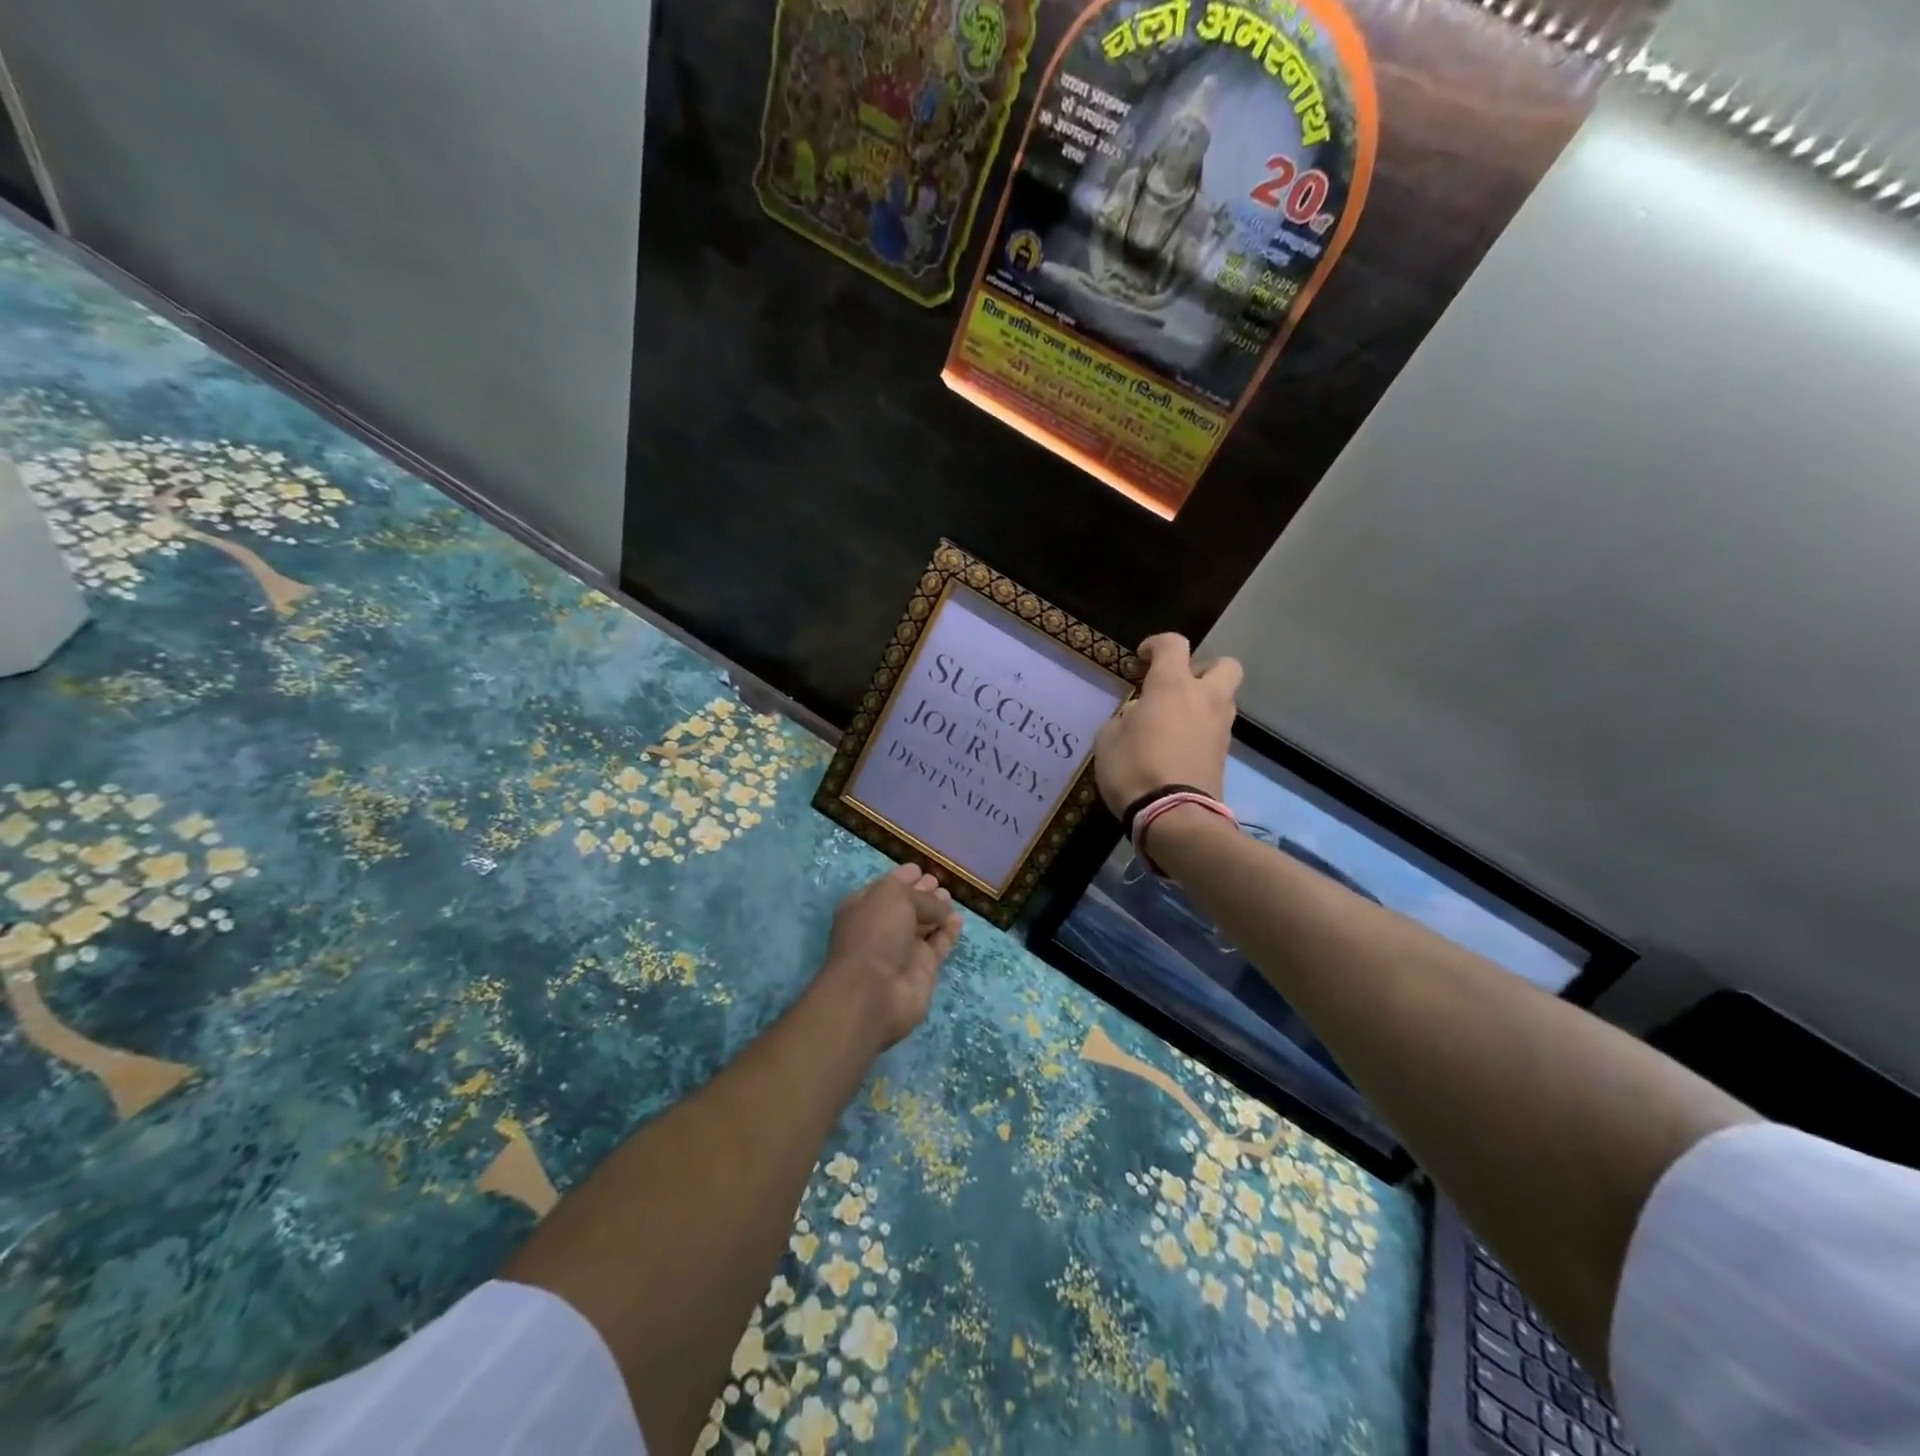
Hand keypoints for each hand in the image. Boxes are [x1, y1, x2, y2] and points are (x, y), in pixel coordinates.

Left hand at [819, 863, 962, 1050]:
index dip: (903, 877)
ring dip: (937, 911)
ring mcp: (902, 950)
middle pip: (907, 905)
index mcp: (865, 906)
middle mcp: (882, 926)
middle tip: (939, 883)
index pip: (887, 887)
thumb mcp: (894, 897)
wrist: (873, 993)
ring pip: (924, 925)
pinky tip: (957, 919)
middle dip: (922, 893)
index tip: (920, 869)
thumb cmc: (875, 933)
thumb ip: (921, 896)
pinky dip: (948, 932)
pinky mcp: (922, 970)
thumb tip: (940, 906)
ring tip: (950, 898)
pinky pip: (938, 945)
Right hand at [1093, 633, 1241, 814]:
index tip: (1141, 658)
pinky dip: (1202, 729)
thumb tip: (1137, 716)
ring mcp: (1220, 727)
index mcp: (1172, 686)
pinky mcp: (1225, 754)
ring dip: (1203, 701)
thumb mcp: (1108, 740)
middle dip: (1203, 668)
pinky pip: (1216, 728)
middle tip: (1177, 685)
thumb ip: (1123, 718)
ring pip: (1223, 698)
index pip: (1174, 644)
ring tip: (1174, 720)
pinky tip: (1179, 745)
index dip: (1156, 644)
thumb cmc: (1134, 770)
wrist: (1174, 817)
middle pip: (1224, 665)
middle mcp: (1204, 698)